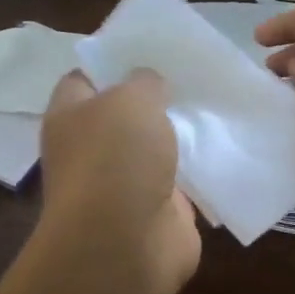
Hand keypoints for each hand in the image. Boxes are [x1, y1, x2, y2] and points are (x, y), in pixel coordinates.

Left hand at [38, 69, 200, 293]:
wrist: (127, 243)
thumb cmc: (117, 159)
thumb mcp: (132, 100)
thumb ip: (144, 82)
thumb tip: (150, 83)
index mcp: (70, 117)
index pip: (84, 78)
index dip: (112, 62)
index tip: (149, 50)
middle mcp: (92, 148)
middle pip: (123, 114)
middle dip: (154, 98)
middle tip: (191, 74)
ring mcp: (124, 182)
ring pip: (155, 147)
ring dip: (179, 133)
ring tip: (215, 103)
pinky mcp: (158, 208)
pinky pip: (181, 179)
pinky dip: (198, 167)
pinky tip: (224, 145)